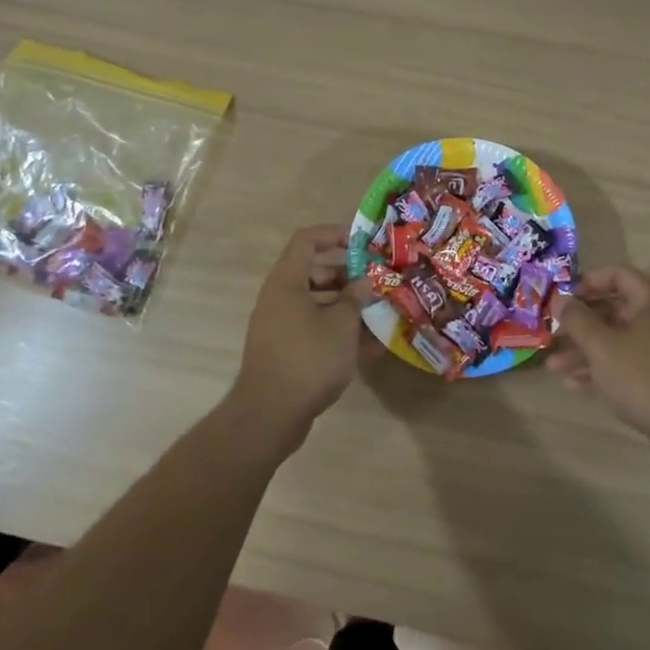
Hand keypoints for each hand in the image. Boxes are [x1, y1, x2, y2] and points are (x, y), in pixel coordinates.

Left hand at [226, 225, 366, 454]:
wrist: (269, 415)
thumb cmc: (308, 358)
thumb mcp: (341, 325)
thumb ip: (355, 299)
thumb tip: (363, 283)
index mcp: (287, 282)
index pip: (307, 241)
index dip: (334, 234)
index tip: (362, 243)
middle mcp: (279, 298)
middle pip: (315, 273)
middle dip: (348, 276)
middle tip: (377, 283)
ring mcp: (280, 326)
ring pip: (317, 304)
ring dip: (347, 307)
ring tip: (380, 314)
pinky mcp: (285, 351)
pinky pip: (314, 330)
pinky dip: (338, 333)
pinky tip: (369, 347)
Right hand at [548, 266, 649, 448]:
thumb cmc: (643, 376)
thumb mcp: (601, 345)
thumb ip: (577, 319)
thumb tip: (561, 299)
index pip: (619, 275)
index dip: (589, 282)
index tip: (564, 297)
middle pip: (615, 312)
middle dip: (581, 325)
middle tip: (554, 335)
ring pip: (619, 342)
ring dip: (586, 352)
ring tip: (554, 368)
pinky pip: (628, 366)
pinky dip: (603, 370)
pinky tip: (574, 385)